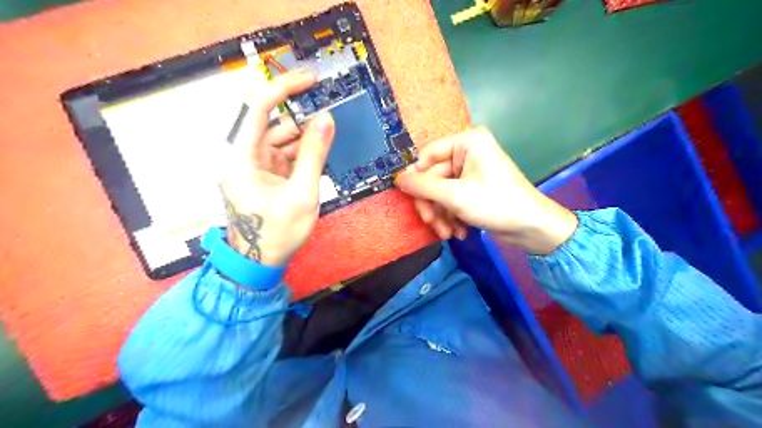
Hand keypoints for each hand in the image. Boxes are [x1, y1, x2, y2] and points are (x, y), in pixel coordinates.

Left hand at [218, 70, 333, 265]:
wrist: (259, 264)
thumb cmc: (277, 233)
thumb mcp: (302, 194)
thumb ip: (314, 155)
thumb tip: (326, 119)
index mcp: (242, 158)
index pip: (258, 109)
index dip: (283, 89)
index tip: (311, 80)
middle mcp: (244, 157)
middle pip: (273, 125)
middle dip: (302, 120)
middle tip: (330, 116)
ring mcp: (254, 168)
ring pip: (281, 142)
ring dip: (305, 140)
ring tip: (329, 140)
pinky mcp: (264, 178)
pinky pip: (284, 157)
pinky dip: (302, 155)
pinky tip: (319, 156)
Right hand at [392, 125, 578, 255]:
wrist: (532, 229)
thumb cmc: (496, 204)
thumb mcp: (455, 195)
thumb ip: (423, 186)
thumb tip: (397, 179)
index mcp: (467, 142)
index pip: (428, 155)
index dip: (417, 178)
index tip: (410, 199)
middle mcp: (468, 153)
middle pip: (433, 178)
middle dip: (432, 205)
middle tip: (431, 224)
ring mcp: (470, 172)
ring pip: (440, 192)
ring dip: (440, 215)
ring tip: (448, 234)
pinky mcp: (472, 189)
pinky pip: (451, 200)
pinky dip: (451, 217)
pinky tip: (458, 232)